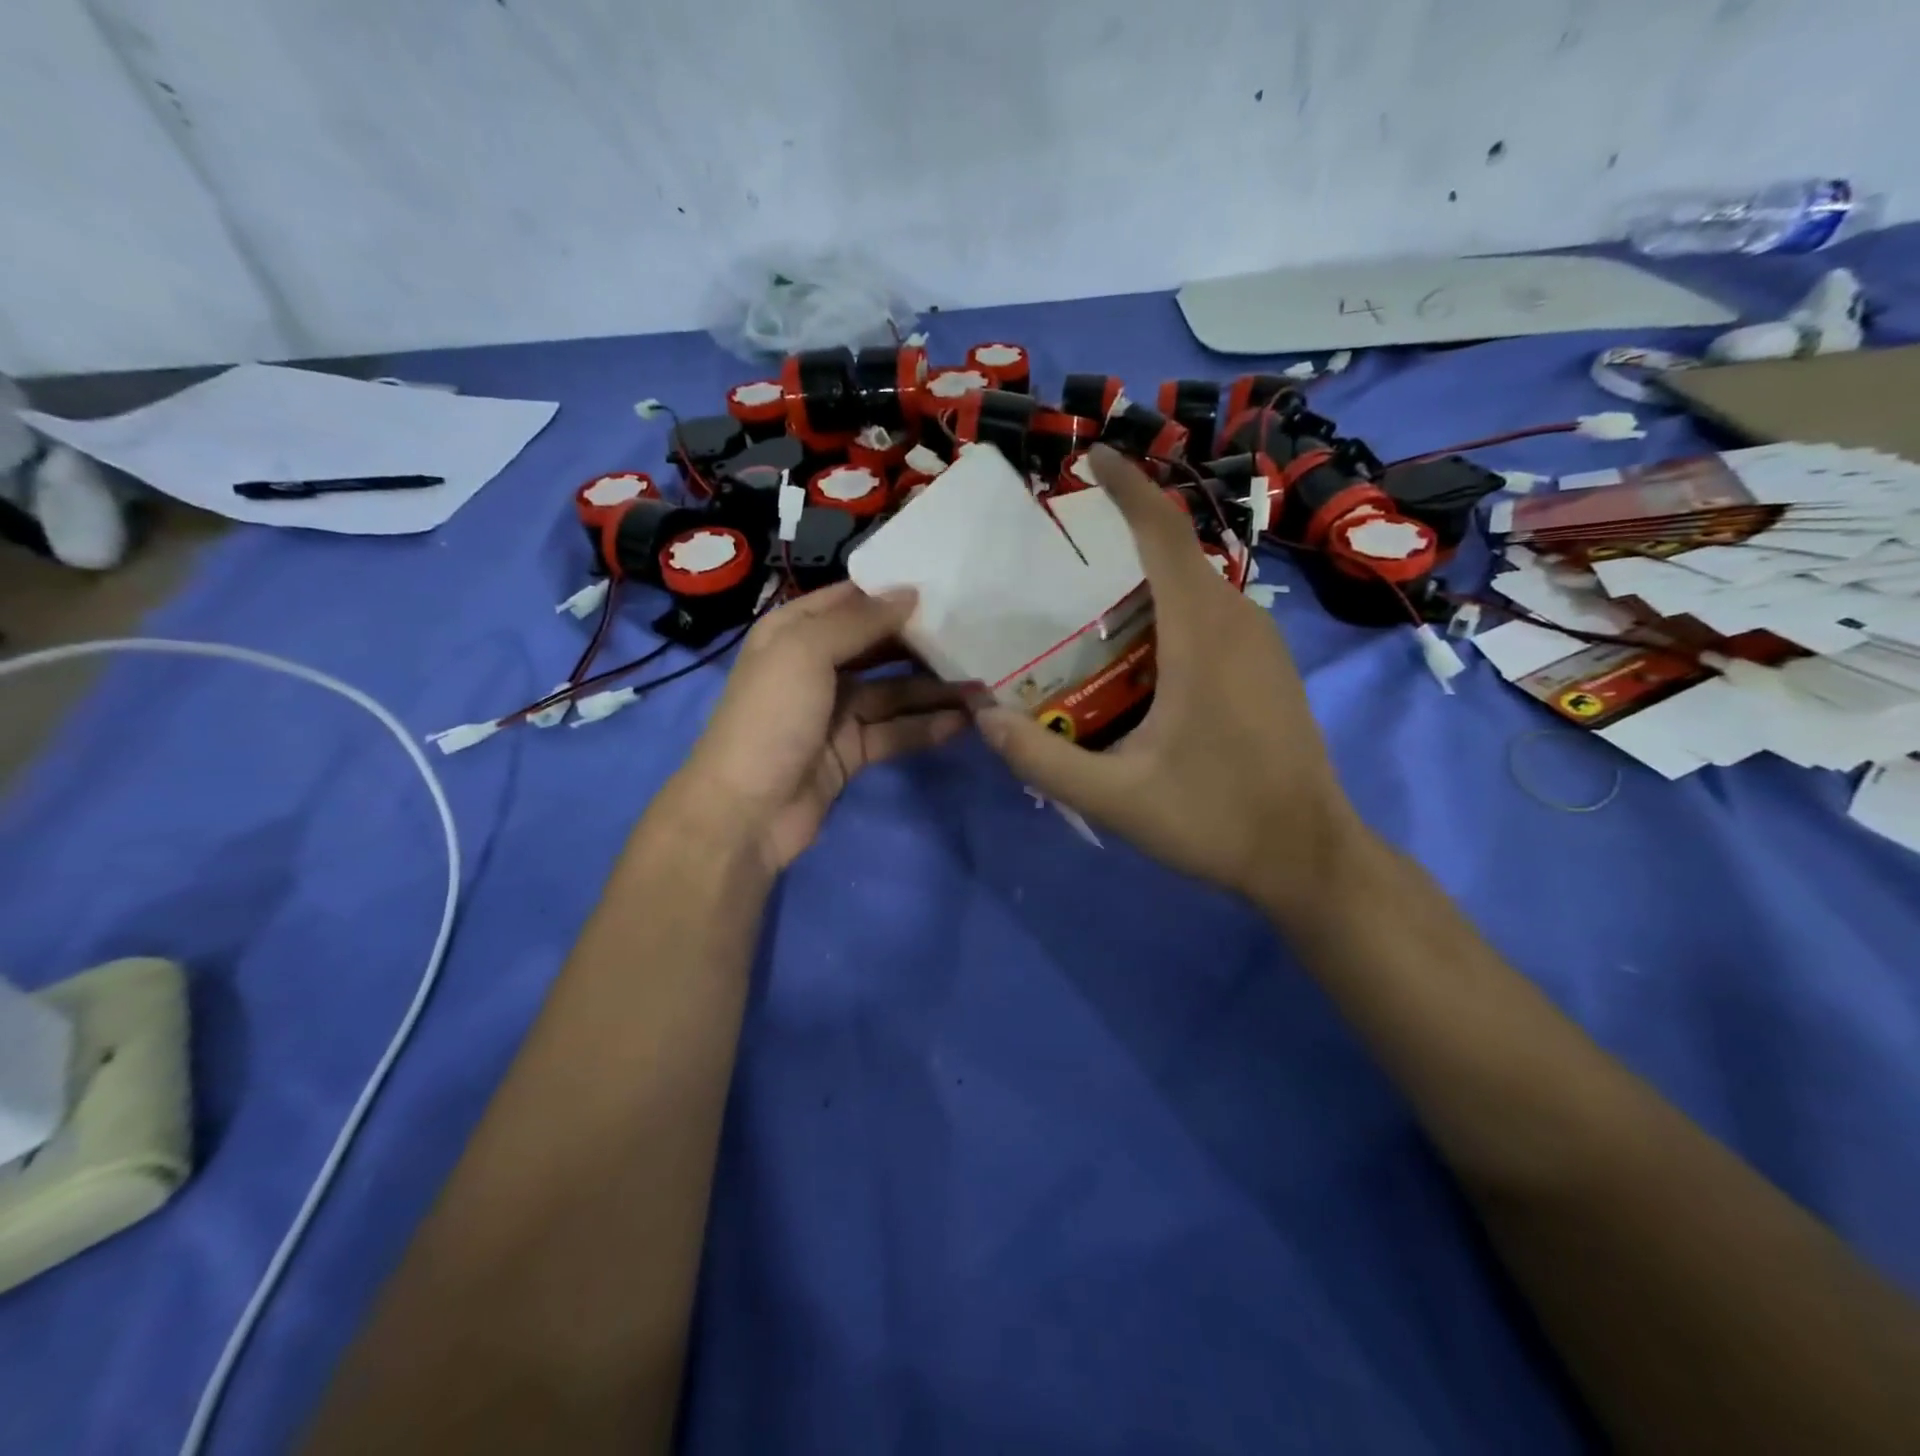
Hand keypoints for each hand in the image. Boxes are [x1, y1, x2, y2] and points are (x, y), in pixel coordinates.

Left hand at [669, 582, 969, 874]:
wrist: (745, 811)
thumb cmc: (771, 718)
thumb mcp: (805, 652)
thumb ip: (859, 621)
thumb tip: (911, 593)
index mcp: (793, 632)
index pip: (850, 601)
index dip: (893, 593)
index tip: (946, 586)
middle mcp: (814, 666)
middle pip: (878, 646)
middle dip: (922, 643)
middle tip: (975, 637)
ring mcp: (835, 711)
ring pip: (894, 692)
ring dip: (934, 689)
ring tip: (983, 685)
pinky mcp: (851, 750)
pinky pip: (895, 731)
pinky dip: (926, 727)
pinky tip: (963, 722)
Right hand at [975, 445, 1363, 919]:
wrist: (1310, 857)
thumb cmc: (1216, 821)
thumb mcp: (1115, 799)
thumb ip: (1043, 760)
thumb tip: (984, 718)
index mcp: (1203, 636)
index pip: (1164, 535)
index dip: (1128, 486)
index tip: (1092, 455)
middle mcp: (1239, 621)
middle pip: (1176, 554)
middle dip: (1123, 537)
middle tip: (1061, 559)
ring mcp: (1263, 643)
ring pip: (1195, 586)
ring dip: (1146, 581)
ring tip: (1088, 608)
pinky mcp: (1270, 666)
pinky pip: (1212, 615)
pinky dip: (1170, 611)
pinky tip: (1138, 654)